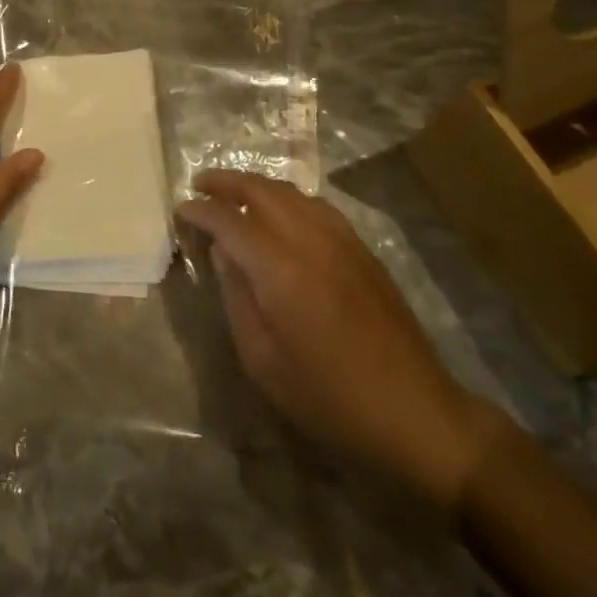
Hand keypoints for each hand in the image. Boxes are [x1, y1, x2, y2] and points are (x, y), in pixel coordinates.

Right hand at [177, 172, 507, 508]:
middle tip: (200, 185)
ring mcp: (342, 241)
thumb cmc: (330, 399)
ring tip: (234, 194)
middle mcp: (310, 240)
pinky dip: (288, 198)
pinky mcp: (362, 250)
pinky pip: (316, 206)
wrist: (416, 415)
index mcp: (280, 269)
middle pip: (261, 190)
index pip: (229, 221)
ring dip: (257, 185)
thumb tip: (223, 254)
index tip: (180, 210)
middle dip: (226, 182)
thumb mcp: (263, 362)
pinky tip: (280, 214)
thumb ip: (237, 298)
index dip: (200, 211)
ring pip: (291, 192)